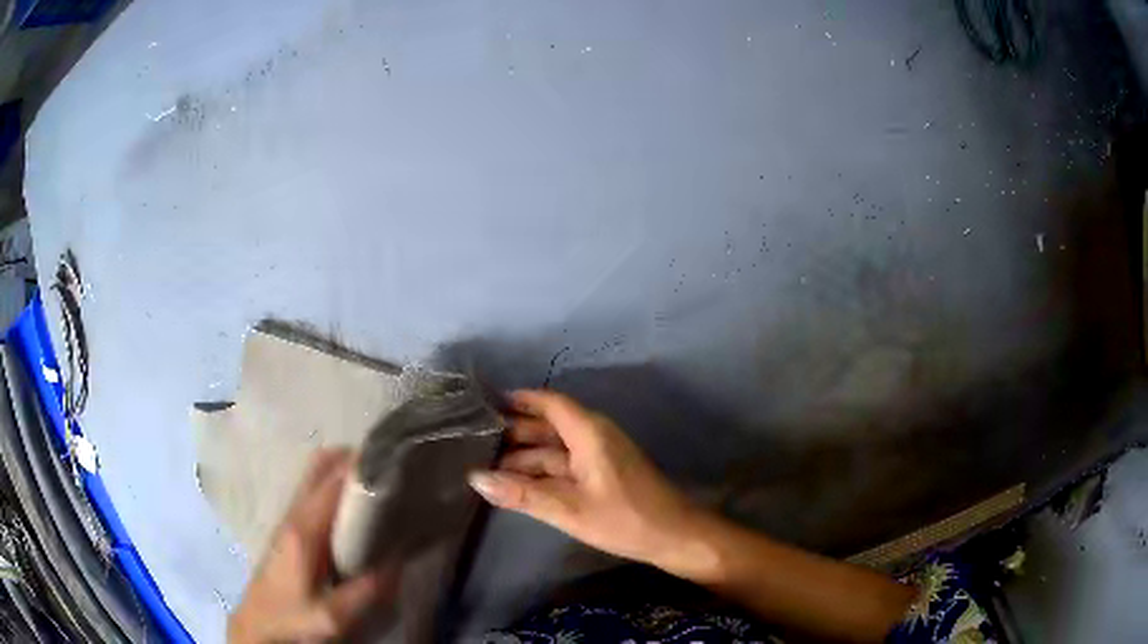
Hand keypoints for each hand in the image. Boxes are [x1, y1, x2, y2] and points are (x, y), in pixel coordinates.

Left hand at [229, 449, 394, 643]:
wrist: (258, 624)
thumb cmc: (292, 618)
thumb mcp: (333, 616)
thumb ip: (366, 590)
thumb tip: (398, 558)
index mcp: (304, 530)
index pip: (333, 481)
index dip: (362, 466)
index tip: (394, 463)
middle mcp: (294, 515)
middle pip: (319, 467)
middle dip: (352, 459)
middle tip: (388, 472)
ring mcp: (288, 520)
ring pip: (314, 478)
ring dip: (342, 472)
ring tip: (377, 487)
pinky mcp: (289, 530)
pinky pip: (313, 494)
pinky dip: (333, 488)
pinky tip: (353, 511)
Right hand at [468, 390, 700, 569]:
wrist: (673, 536)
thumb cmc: (623, 518)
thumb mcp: (568, 508)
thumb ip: (521, 494)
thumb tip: (475, 479)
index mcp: (589, 432)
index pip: (549, 403)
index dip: (518, 400)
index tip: (484, 405)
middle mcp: (593, 436)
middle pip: (548, 425)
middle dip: (514, 432)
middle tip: (473, 440)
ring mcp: (598, 456)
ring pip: (554, 448)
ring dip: (524, 456)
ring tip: (485, 465)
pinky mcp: (602, 475)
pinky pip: (564, 465)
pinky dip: (540, 472)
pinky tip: (516, 484)